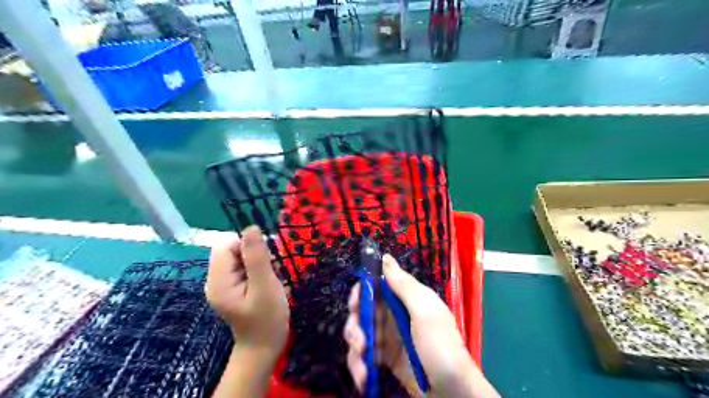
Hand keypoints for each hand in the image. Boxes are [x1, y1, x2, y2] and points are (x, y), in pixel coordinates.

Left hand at [204, 227, 289, 359]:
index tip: (267, 259)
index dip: (247, 246)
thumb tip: (251, 227)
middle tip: (270, 272)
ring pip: (240, 258)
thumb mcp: (265, 286)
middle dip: (255, 255)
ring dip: (259, 263)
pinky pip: (243, 268)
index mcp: (218, 281)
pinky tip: (266, 284)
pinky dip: (258, 271)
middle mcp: (215, 281)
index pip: (226, 246)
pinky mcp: (232, 289)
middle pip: (232, 251)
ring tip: (270, 280)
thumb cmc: (267, 319)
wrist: (264, 348)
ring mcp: (224, 286)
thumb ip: (257, 257)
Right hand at [343, 256, 497, 397]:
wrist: (451, 392)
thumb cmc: (440, 346)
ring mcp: (387, 337)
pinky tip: (364, 379)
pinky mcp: (384, 359)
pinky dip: (359, 367)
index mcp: (404, 299)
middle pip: (362, 311)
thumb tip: (386, 257)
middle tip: (360, 341)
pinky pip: (363, 357)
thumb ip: (404, 285)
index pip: (375, 286)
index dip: (361, 292)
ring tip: (363, 367)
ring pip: (359, 334)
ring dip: (355, 349)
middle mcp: (393, 315)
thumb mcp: (425, 312)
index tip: (356, 305)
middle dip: (355, 325)